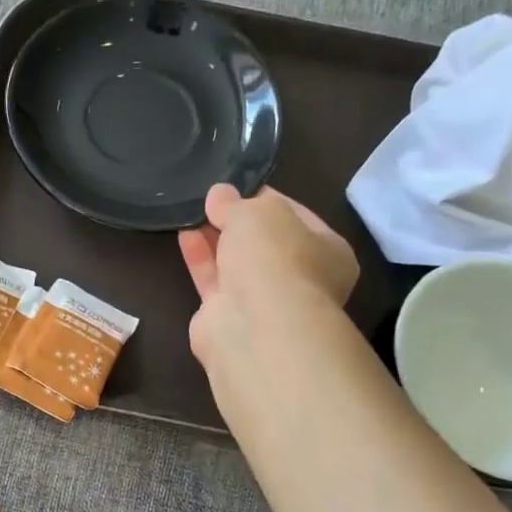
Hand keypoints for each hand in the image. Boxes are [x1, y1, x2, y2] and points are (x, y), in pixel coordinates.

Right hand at [178, 183, 360, 387]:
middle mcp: (299, 279)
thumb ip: (235, 202)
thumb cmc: (274, 259)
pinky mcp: (228, 318)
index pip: (296, 216)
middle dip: (237, 222)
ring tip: (191, 212)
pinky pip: (213, 281)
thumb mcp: (257, 213)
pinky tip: (184, 235)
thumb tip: (219, 194)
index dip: (266, 198)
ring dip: (215, 238)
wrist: (255, 326)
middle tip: (210, 200)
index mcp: (328, 252)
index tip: (237, 185)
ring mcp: (263, 303)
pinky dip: (200, 258)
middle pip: (264, 243)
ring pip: (236, 263)